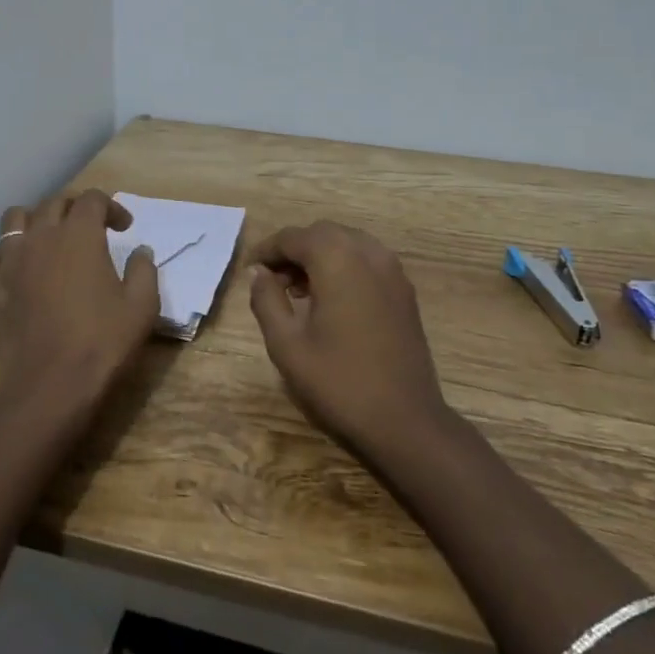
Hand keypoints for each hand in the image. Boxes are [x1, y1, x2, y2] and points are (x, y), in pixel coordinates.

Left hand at [0, 191, 159, 422]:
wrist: (53, 384)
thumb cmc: (103, 341)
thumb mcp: (143, 305)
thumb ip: (143, 270)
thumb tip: (140, 251)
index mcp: (80, 235)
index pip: (92, 199)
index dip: (112, 207)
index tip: (125, 229)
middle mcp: (42, 237)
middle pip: (54, 203)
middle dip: (75, 208)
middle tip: (91, 229)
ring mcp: (10, 262)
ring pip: (13, 219)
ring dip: (32, 220)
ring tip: (46, 239)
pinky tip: (8, 269)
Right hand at [247, 221, 452, 461]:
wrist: (404, 420)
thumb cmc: (339, 382)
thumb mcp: (287, 345)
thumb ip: (267, 300)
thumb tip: (258, 273)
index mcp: (337, 260)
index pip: (293, 237)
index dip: (266, 250)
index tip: (249, 270)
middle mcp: (368, 253)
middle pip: (322, 233)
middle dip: (294, 250)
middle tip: (271, 281)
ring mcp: (392, 270)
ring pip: (347, 244)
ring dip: (320, 257)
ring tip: (298, 292)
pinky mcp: (405, 291)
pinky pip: (367, 261)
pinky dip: (344, 267)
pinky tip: (331, 301)